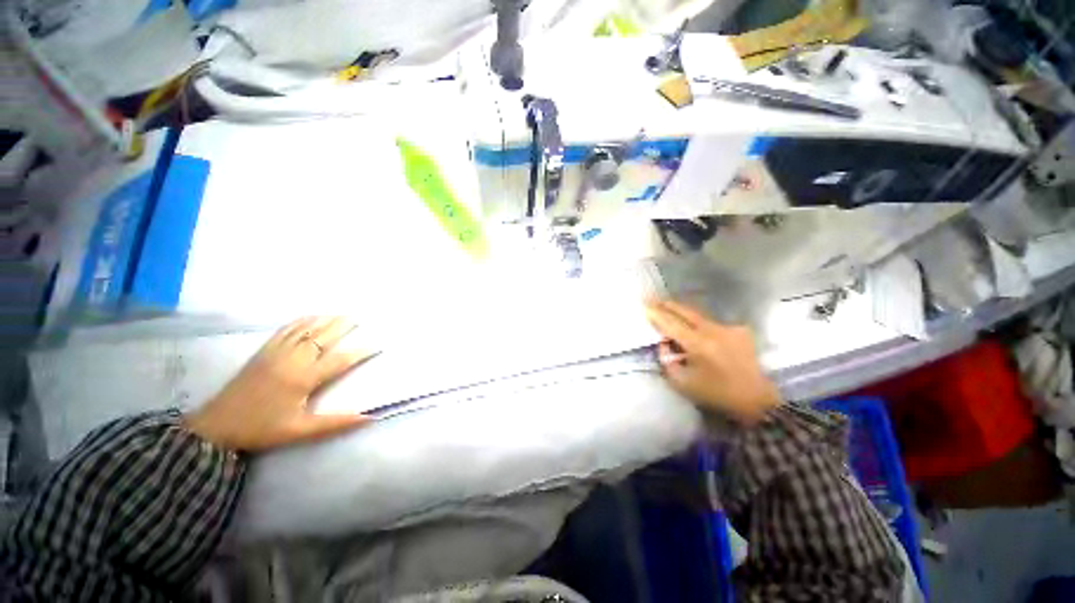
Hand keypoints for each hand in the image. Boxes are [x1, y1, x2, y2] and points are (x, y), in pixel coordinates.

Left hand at [185, 317, 377, 451]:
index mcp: (303, 378)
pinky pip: (285, 330)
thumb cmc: (260, 429)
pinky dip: (301, 321)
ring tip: (341, 314)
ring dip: (325, 320)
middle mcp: (292, 360)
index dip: (361, 352)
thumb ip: (334, 424)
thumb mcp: (299, 431)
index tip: (378, 345)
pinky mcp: (263, 352)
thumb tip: (367, 418)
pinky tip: (310, 317)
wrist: (216, 426)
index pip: (340, 360)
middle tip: (359, 318)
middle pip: (323, 337)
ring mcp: (276, 353)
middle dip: (343, 326)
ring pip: (305, 330)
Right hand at [645, 299, 779, 424]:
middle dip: (668, 305)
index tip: (645, 306)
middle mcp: (713, 331)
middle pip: (685, 312)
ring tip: (671, 312)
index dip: (657, 315)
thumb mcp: (681, 382)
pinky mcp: (740, 331)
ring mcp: (729, 329)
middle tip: (655, 300)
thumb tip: (664, 342)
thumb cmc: (715, 393)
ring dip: (683, 314)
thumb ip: (666, 360)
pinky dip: (702, 326)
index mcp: (698, 345)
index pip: (671, 324)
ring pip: (699, 316)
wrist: (755, 400)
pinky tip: (700, 333)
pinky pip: (714, 324)